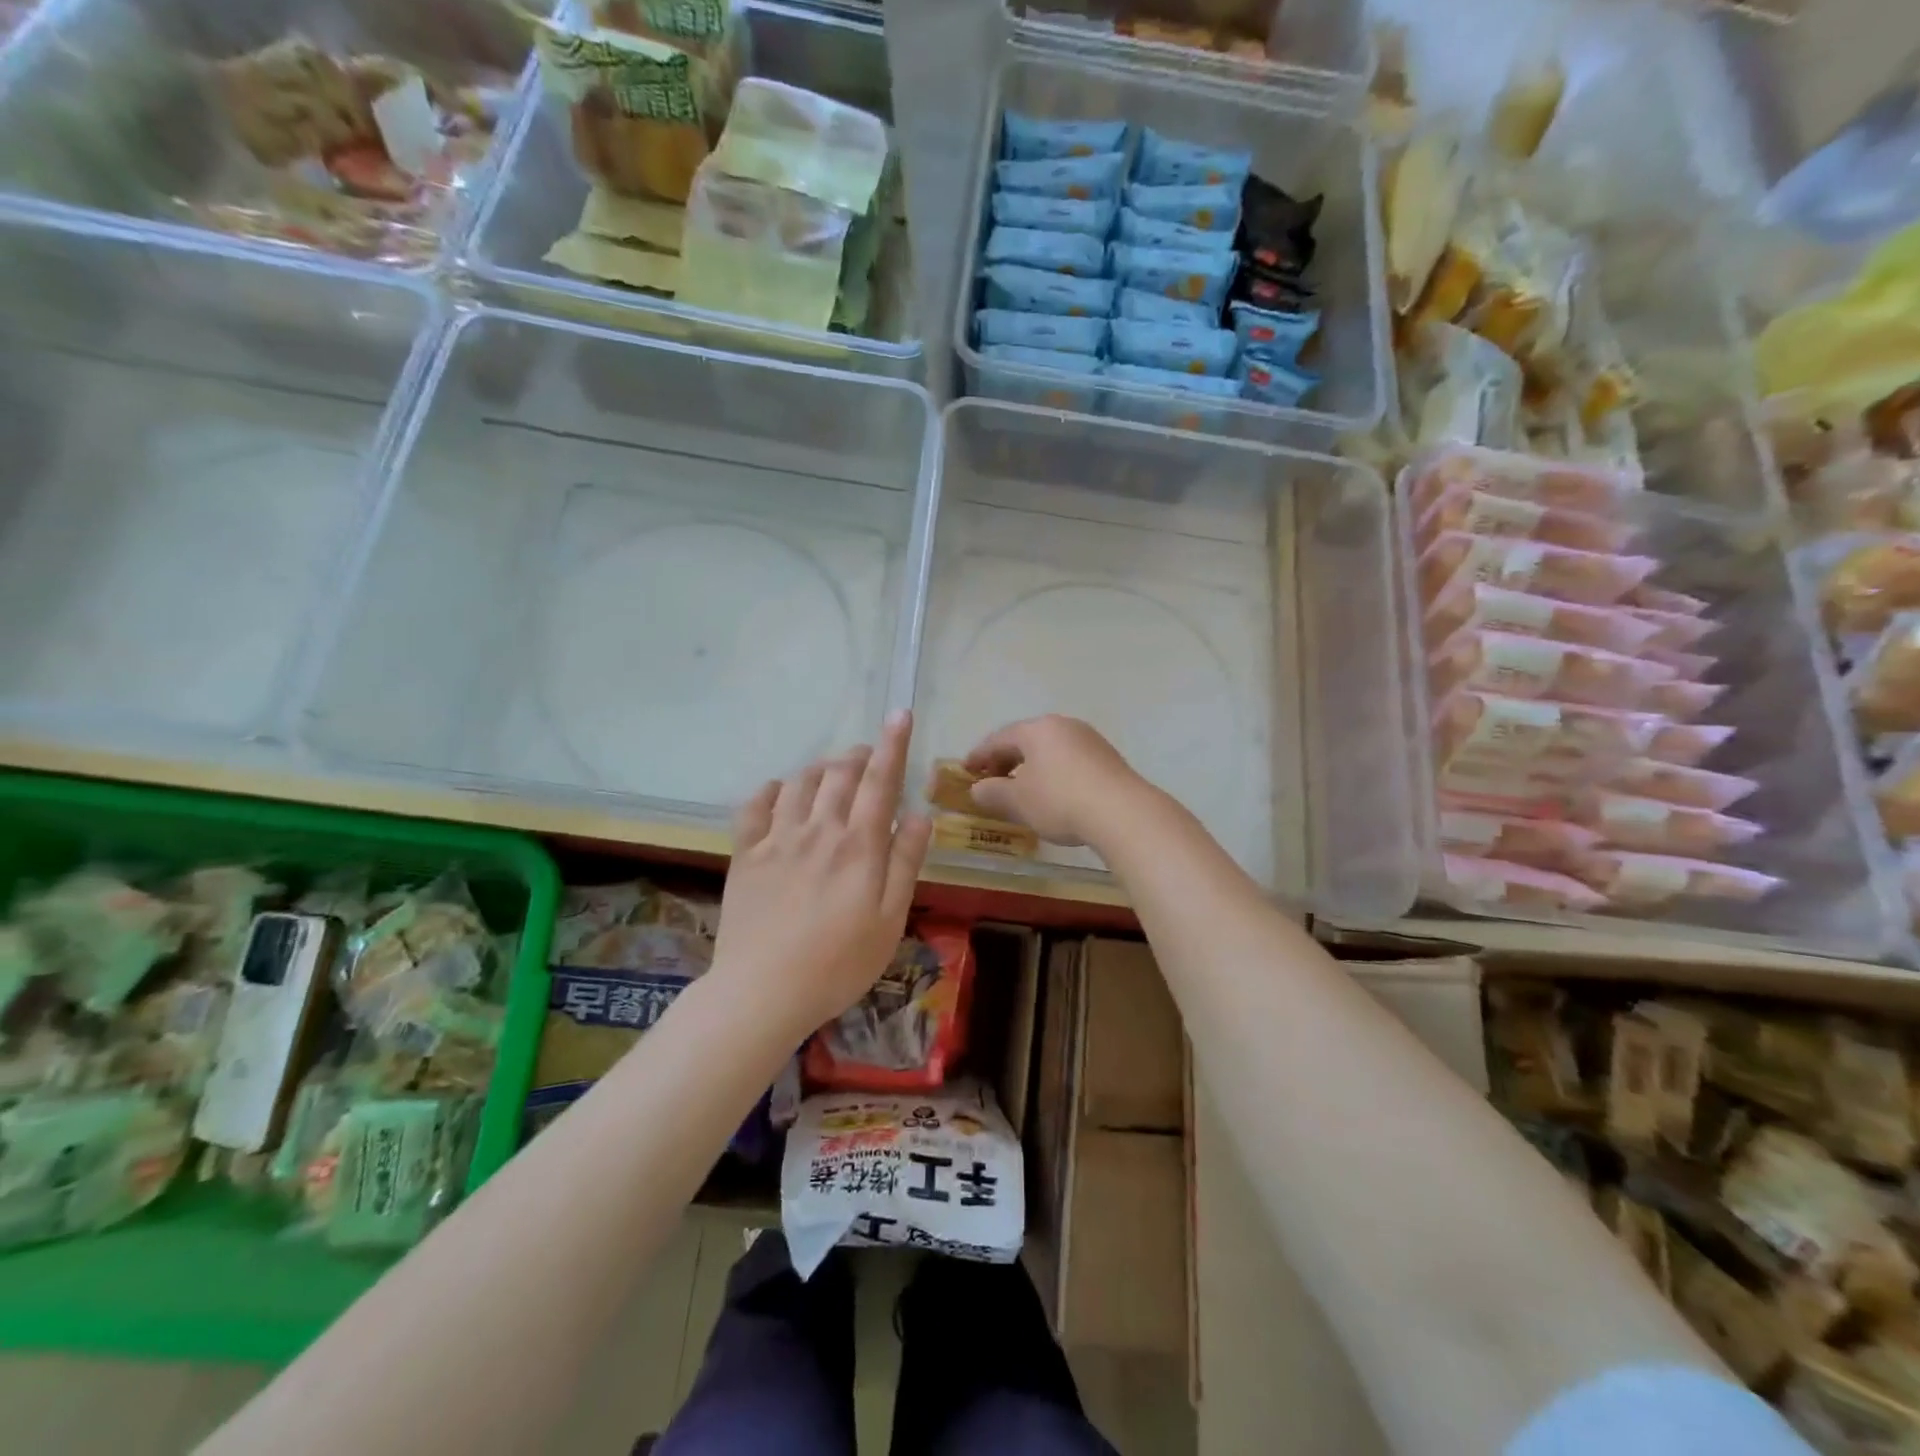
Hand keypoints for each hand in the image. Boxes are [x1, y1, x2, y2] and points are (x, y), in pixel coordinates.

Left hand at [714, 710, 932, 1038]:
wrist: (763, 992)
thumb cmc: (839, 963)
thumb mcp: (890, 920)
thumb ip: (905, 864)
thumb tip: (920, 815)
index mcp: (859, 846)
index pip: (881, 781)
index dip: (893, 745)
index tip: (900, 715)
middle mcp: (819, 830)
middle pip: (840, 774)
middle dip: (858, 755)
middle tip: (867, 755)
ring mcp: (778, 839)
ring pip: (800, 782)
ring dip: (820, 767)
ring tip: (831, 772)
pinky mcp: (746, 854)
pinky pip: (755, 805)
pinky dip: (771, 789)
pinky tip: (779, 791)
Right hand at [961, 715, 1150, 847]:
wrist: (1122, 812)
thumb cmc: (1059, 800)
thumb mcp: (1018, 801)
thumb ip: (993, 792)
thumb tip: (978, 788)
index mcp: (1037, 729)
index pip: (999, 738)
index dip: (979, 755)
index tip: (965, 770)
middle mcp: (1064, 726)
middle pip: (1026, 740)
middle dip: (1005, 761)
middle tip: (991, 781)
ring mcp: (1089, 740)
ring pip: (1050, 751)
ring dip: (1031, 768)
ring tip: (1021, 790)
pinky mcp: (1108, 758)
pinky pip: (1070, 761)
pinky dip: (1053, 774)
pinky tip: (1052, 794)